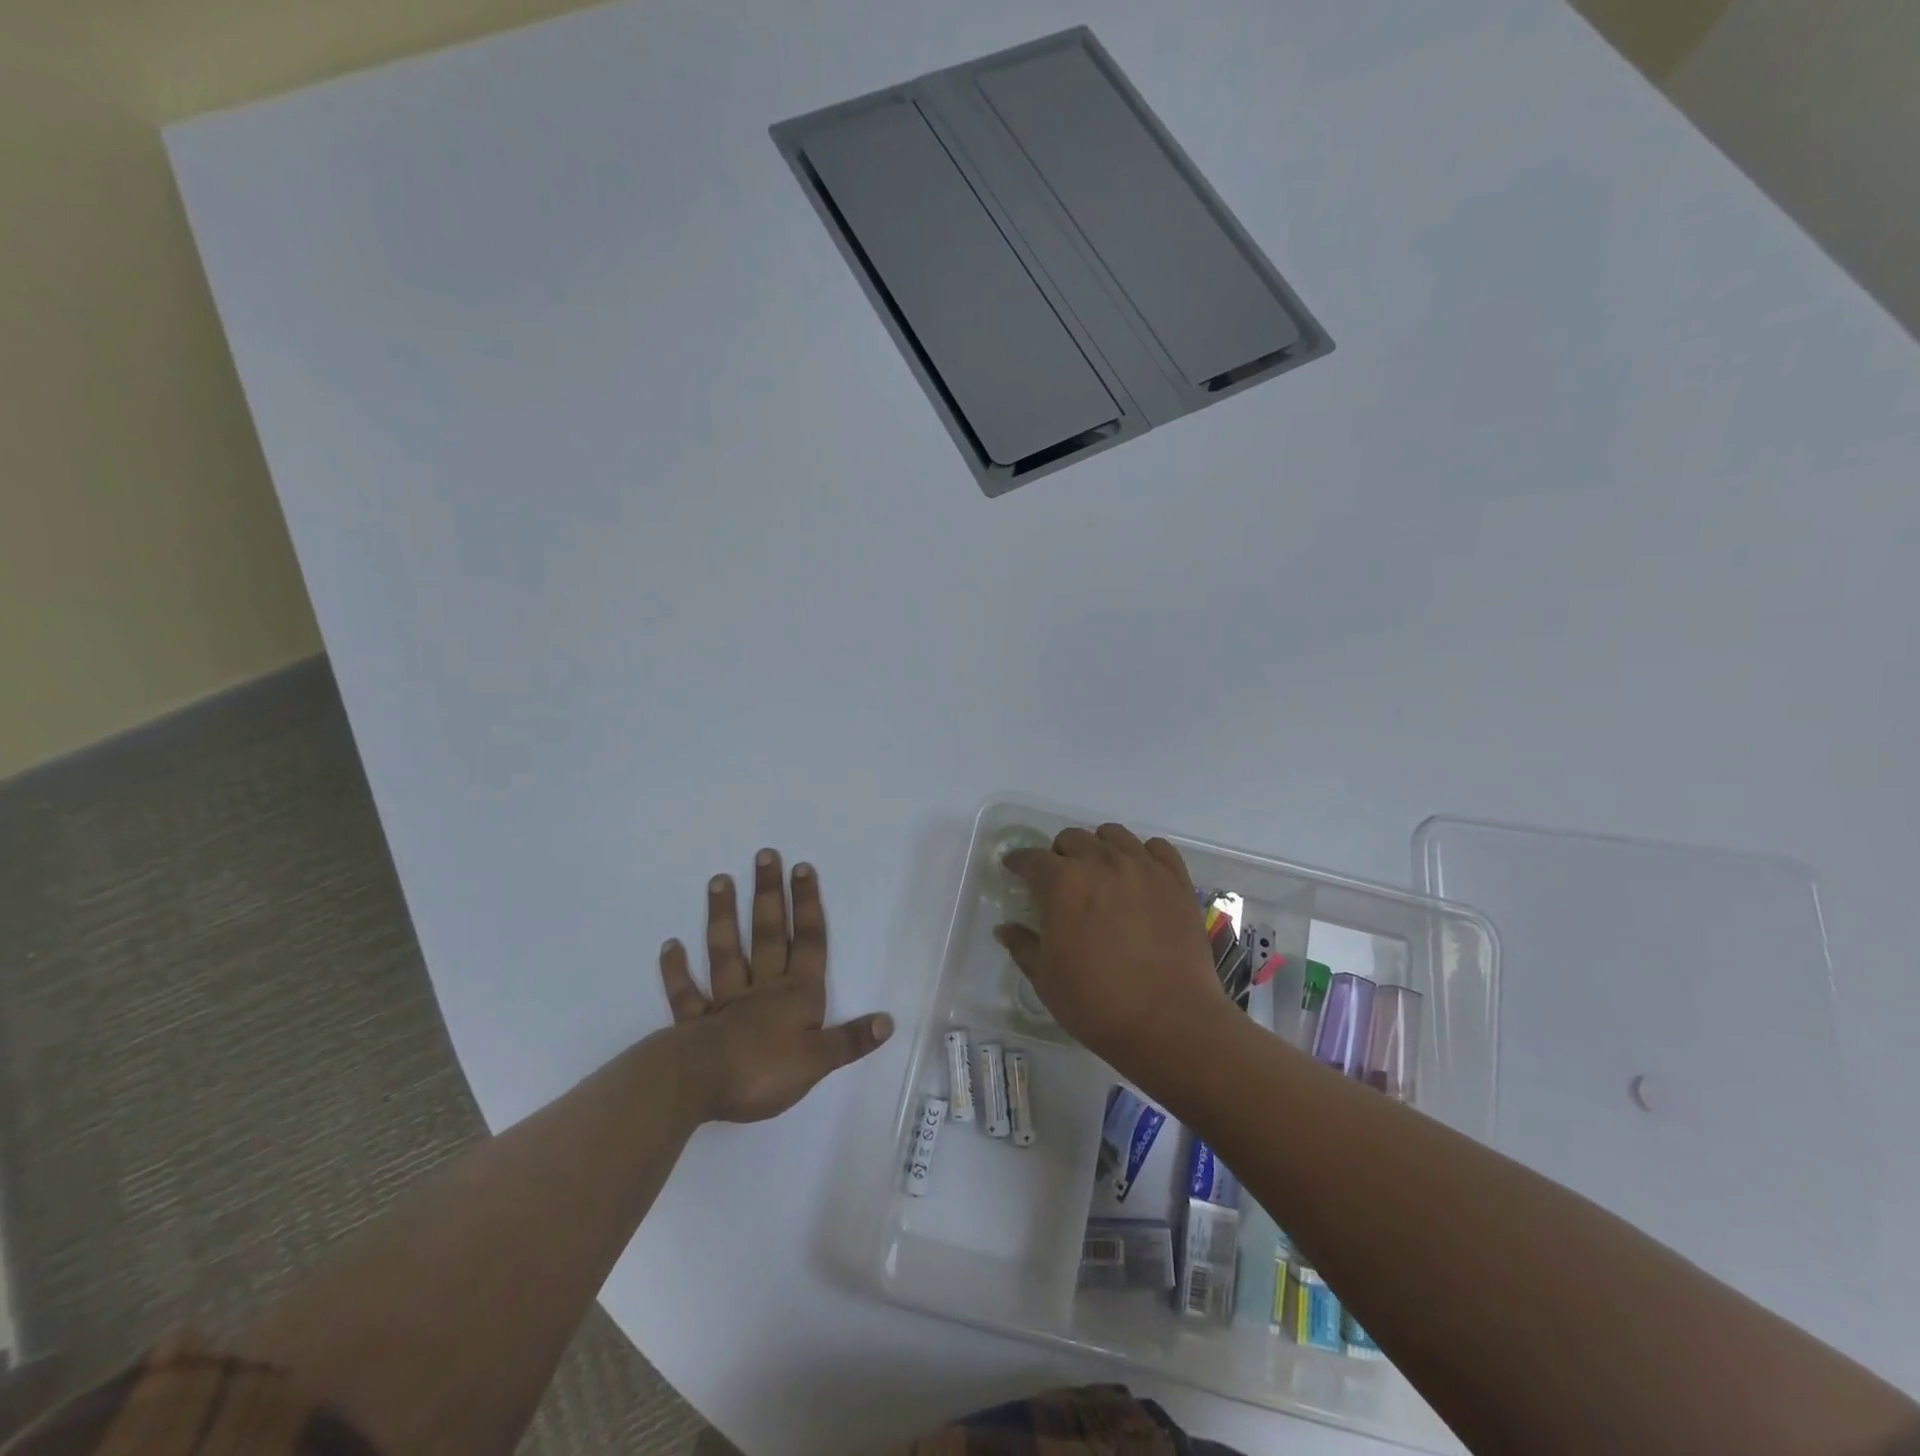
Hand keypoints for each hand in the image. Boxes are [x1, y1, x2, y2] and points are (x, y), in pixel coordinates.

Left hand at [659, 850, 891, 1123]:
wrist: (702, 1085)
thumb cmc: (765, 1071)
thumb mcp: (818, 1061)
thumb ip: (850, 1040)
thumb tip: (888, 1020)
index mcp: (796, 995)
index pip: (808, 942)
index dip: (807, 906)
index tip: (802, 868)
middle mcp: (763, 988)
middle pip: (768, 934)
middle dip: (769, 895)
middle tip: (764, 855)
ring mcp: (726, 1002)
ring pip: (726, 951)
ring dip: (723, 916)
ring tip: (719, 880)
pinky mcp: (695, 1023)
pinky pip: (686, 993)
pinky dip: (677, 970)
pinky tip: (670, 945)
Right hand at [995, 825, 1226, 1077]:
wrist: (1169, 1021)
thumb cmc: (1096, 1003)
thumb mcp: (1045, 979)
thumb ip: (1023, 946)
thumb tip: (1005, 929)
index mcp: (1062, 883)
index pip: (1031, 859)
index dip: (1018, 862)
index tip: (1015, 869)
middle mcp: (1100, 862)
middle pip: (1072, 839)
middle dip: (1059, 855)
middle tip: (1060, 881)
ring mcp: (1142, 867)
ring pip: (1113, 835)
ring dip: (1099, 848)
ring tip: (1101, 873)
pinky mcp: (1176, 879)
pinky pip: (1156, 848)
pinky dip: (1143, 855)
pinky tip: (1140, 877)